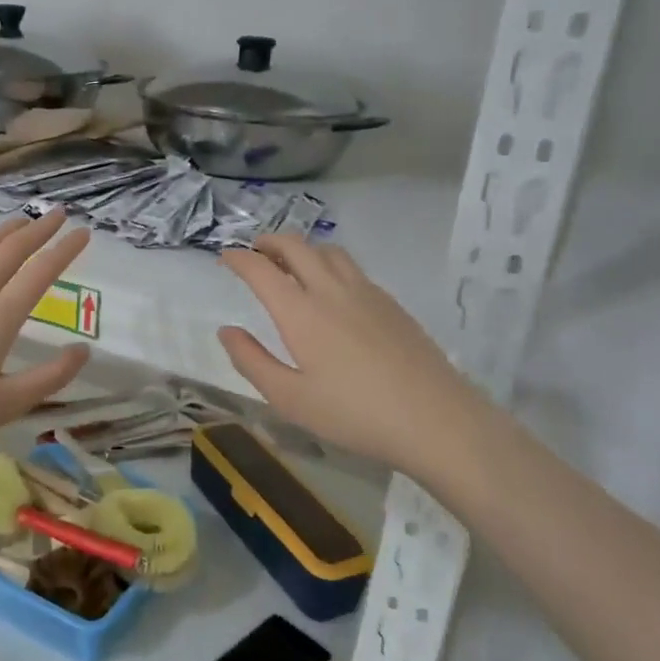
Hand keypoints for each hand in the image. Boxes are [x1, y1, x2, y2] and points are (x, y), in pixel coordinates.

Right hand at [219, 236, 474, 474]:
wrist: (434, 418)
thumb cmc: (354, 413)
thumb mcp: (290, 398)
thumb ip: (252, 361)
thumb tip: (226, 331)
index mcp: (301, 312)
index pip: (262, 270)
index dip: (239, 259)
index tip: (225, 257)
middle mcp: (332, 291)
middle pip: (297, 246)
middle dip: (270, 242)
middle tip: (255, 250)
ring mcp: (367, 293)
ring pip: (329, 251)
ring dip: (303, 248)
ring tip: (292, 263)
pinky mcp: (391, 304)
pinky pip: (353, 268)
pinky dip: (330, 264)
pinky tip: (333, 290)